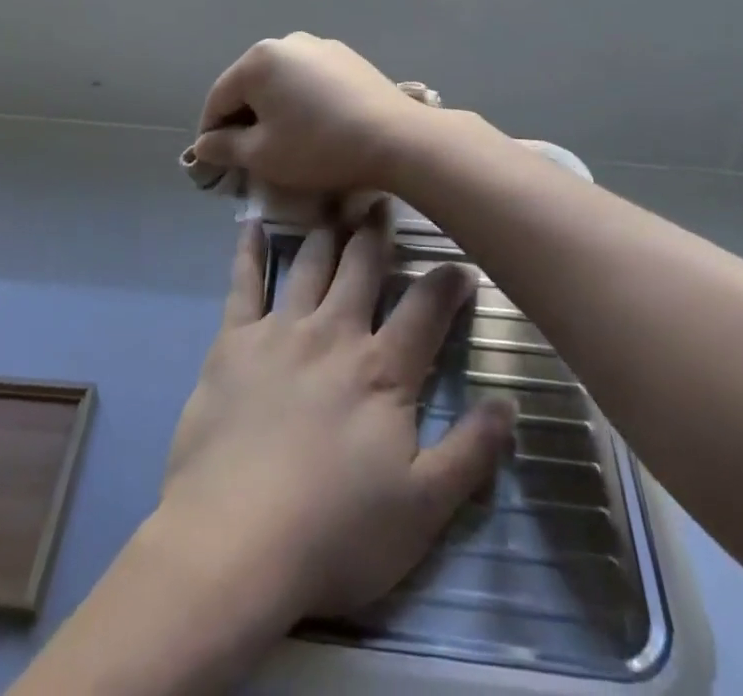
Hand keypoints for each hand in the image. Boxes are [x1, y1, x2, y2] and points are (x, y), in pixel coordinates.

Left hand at [156, 213, 515, 620]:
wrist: (235, 541)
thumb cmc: (336, 534)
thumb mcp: (423, 510)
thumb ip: (470, 453)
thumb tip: (509, 404)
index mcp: (382, 371)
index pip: (425, 309)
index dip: (447, 282)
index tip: (461, 264)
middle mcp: (334, 333)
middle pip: (362, 268)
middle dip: (378, 233)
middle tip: (383, 201)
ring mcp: (280, 331)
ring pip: (310, 264)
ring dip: (326, 232)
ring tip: (334, 202)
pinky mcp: (233, 341)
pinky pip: (242, 282)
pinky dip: (248, 250)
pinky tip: (251, 224)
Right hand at [189, 34, 435, 193]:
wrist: (396, 138)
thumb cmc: (318, 147)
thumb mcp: (263, 155)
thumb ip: (225, 147)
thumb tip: (204, 144)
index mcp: (258, 60)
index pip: (219, 98)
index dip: (210, 132)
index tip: (212, 162)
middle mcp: (286, 42)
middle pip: (250, 85)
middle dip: (243, 118)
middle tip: (246, 155)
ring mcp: (320, 46)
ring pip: (281, 81)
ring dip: (273, 108)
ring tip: (282, 141)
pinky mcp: (347, 57)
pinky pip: (309, 79)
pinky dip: (301, 100)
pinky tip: (314, 125)